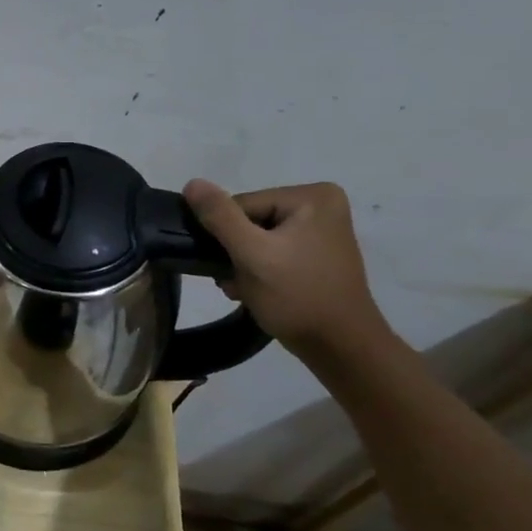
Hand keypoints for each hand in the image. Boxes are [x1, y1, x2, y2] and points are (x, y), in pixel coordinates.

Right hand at [181, 179, 391, 356]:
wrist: (340, 347)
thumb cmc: (297, 296)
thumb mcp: (252, 254)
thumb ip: (220, 217)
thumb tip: (191, 183)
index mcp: (312, 196)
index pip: (242, 205)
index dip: (227, 236)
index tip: (230, 266)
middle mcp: (321, 205)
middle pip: (249, 221)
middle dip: (235, 253)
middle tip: (236, 282)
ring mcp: (320, 230)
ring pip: (256, 239)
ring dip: (241, 265)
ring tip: (245, 289)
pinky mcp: (315, 253)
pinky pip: (271, 252)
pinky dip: (258, 271)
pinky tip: (256, 291)